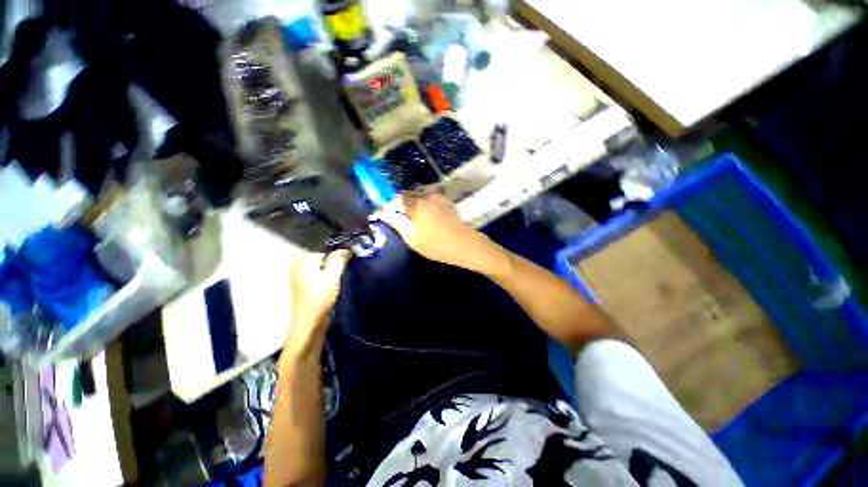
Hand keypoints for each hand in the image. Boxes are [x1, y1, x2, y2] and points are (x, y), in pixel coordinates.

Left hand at [286, 250, 350, 351]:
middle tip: (342, 275)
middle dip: (333, 265)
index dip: (337, 258)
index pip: (325, 252)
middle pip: (322, 260)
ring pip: (320, 270)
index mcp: (303, 261)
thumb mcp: (332, 276)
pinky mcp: (301, 289)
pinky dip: (324, 280)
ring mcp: (298, 278)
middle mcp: (297, 267)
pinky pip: (316, 278)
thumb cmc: (320, 298)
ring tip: (337, 283)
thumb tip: (345, 249)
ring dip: (330, 274)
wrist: (309, 324)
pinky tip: (330, 289)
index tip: (345, 267)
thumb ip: (338, 260)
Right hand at [372, 191, 508, 274]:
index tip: (389, 213)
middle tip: (401, 215)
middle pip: (409, 194)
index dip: (392, 204)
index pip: (398, 199)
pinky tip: (427, 214)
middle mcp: (426, 196)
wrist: (464, 244)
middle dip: (403, 202)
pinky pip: (430, 197)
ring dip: (414, 201)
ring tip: (414, 215)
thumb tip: (386, 214)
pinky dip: (425, 202)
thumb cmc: (436, 245)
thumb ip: (398, 224)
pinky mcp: (446, 201)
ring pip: (420, 195)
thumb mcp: (413, 239)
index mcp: (416, 205)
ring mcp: (438, 197)